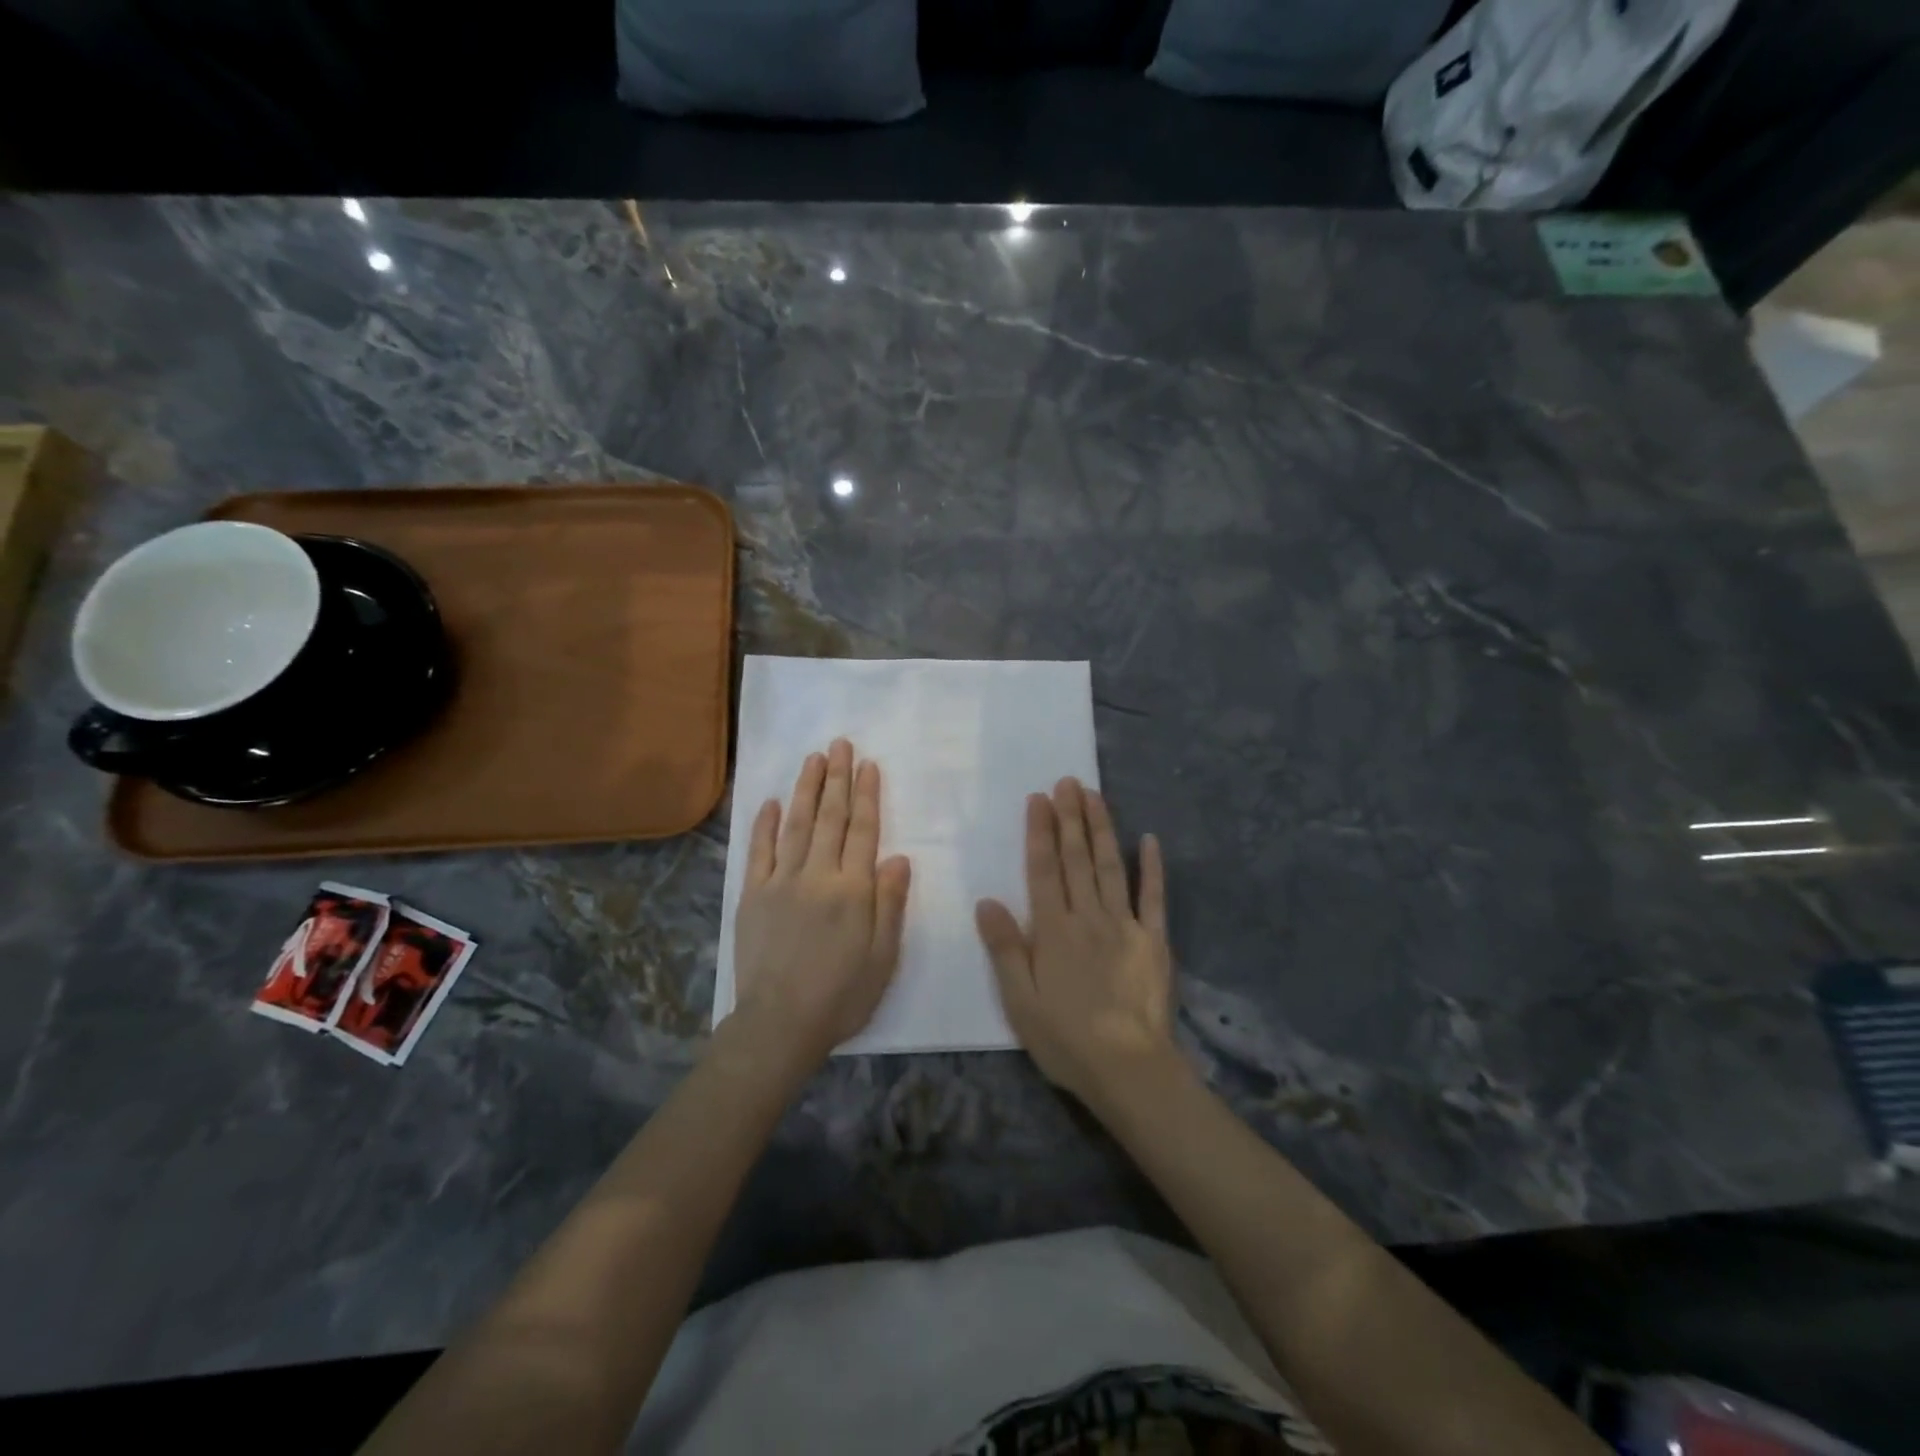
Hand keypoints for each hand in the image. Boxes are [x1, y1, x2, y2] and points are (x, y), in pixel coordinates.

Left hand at [728, 738, 911, 1075]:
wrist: (780, 1023)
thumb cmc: (842, 994)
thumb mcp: (883, 956)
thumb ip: (890, 903)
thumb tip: (898, 857)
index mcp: (852, 889)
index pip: (863, 830)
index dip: (867, 795)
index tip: (868, 764)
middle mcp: (817, 875)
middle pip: (830, 818)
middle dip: (836, 778)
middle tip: (839, 744)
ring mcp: (780, 882)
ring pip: (795, 824)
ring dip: (806, 789)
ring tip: (812, 759)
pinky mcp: (753, 895)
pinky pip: (759, 851)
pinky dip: (764, 824)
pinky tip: (770, 801)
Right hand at [976, 778, 1177, 1109]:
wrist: (1128, 1068)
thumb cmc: (1065, 1038)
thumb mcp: (1019, 1000)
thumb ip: (1005, 948)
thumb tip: (987, 901)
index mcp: (1053, 930)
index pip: (1043, 870)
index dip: (1040, 832)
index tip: (1039, 799)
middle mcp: (1088, 917)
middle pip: (1077, 859)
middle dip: (1070, 818)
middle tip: (1068, 782)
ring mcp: (1125, 925)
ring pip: (1111, 867)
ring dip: (1102, 829)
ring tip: (1095, 795)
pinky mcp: (1154, 941)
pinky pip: (1154, 898)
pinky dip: (1152, 868)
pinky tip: (1149, 839)